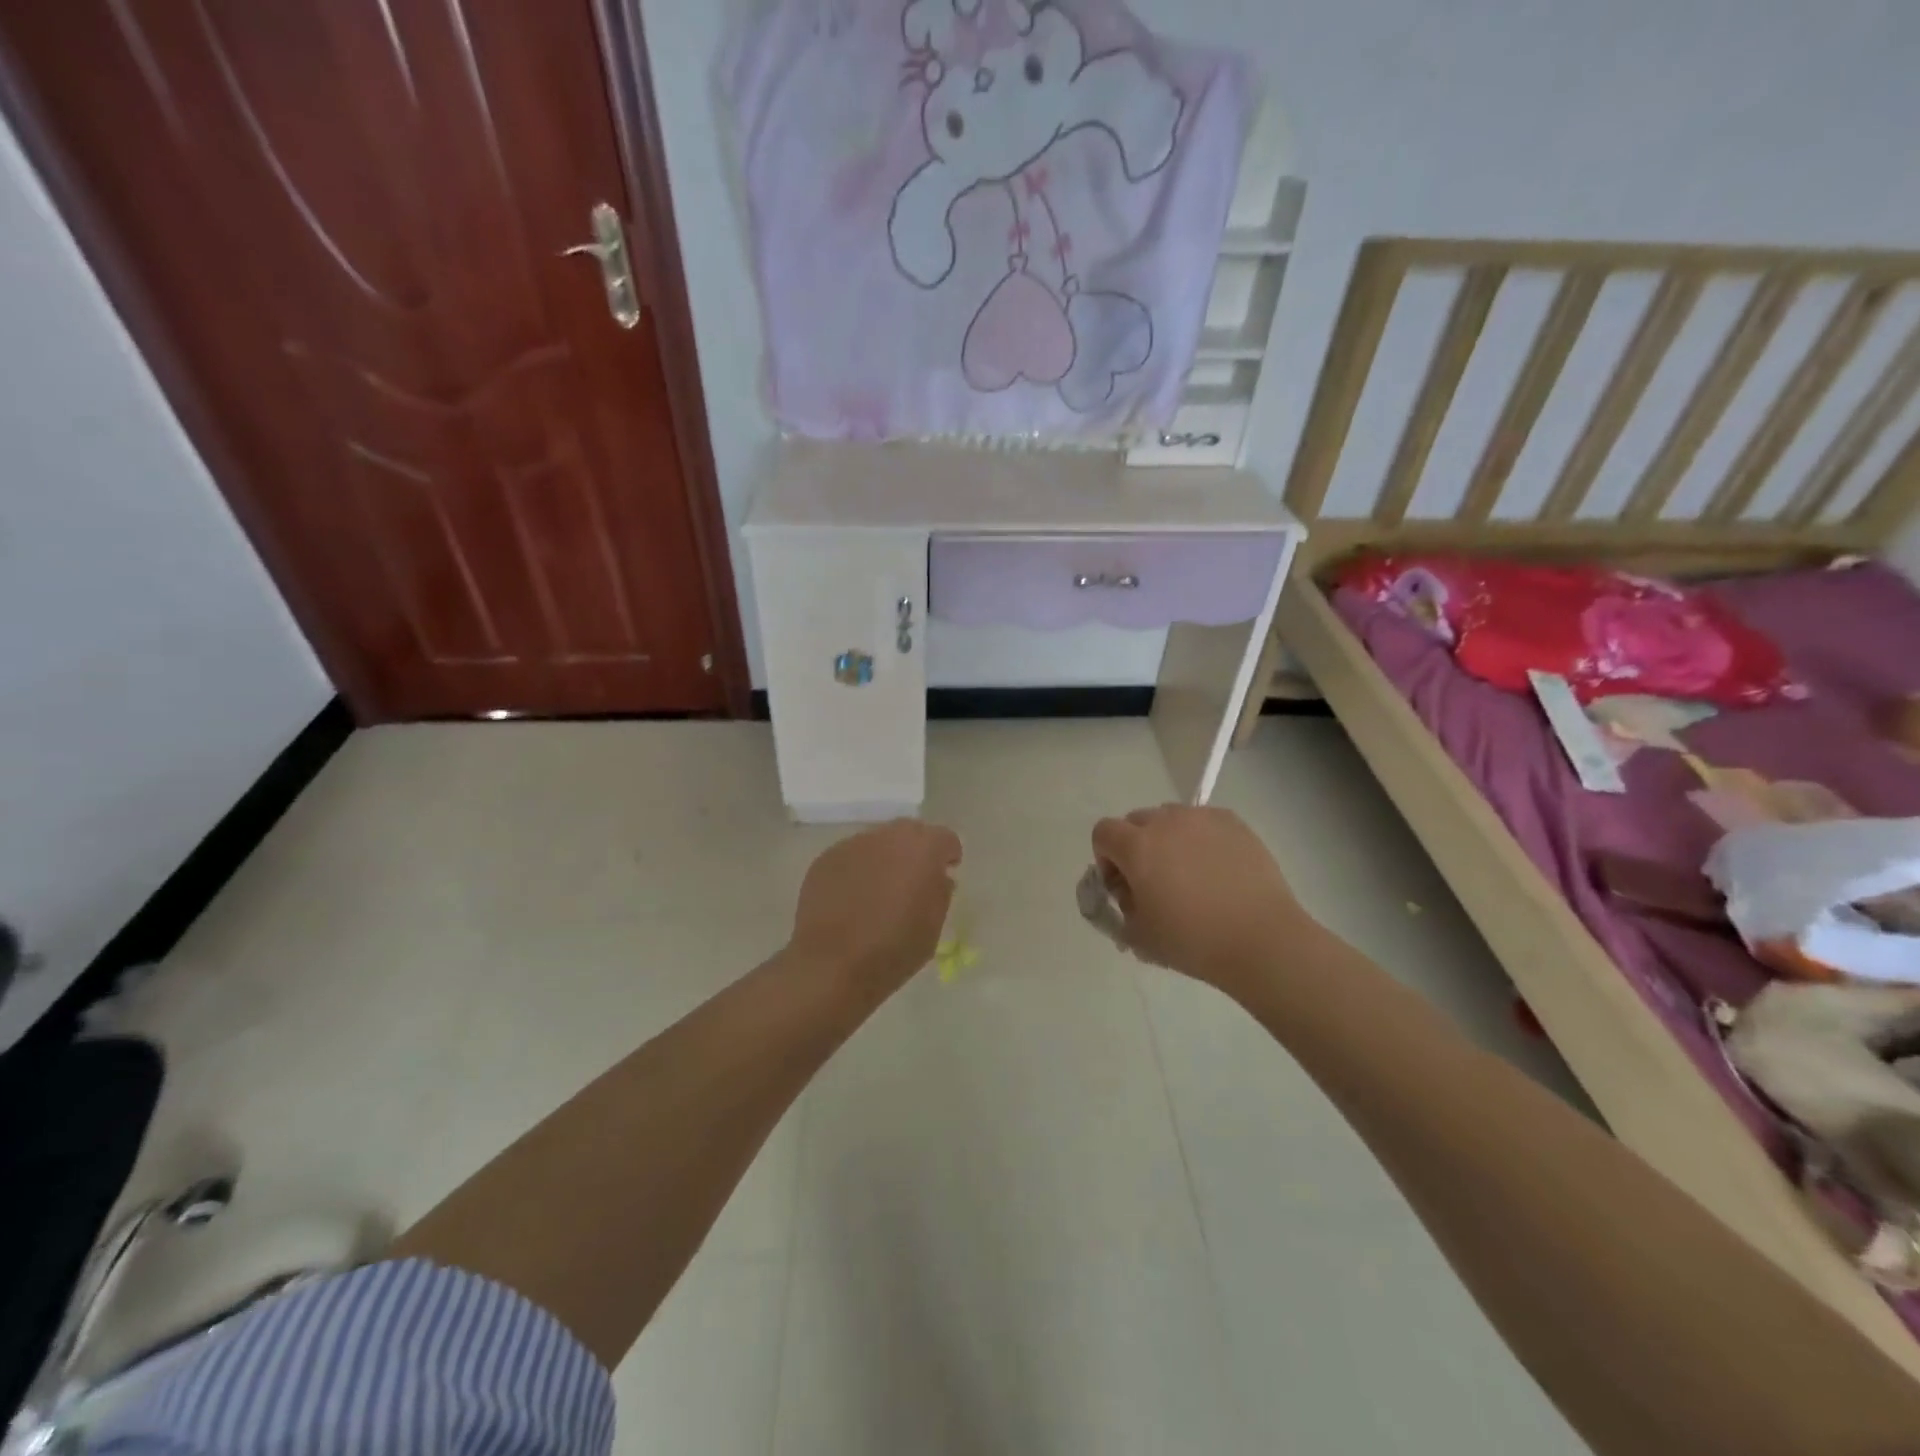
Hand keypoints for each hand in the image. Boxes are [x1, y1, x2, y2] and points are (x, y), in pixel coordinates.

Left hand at [790, 819, 961, 997]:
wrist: (832, 965)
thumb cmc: (894, 949)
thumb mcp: (934, 925)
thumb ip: (940, 891)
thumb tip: (937, 876)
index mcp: (923, 848)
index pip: (945, 838)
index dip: (948, 856)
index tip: (945, 875)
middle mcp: (887, 836)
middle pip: (910, 832)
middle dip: (916, 851)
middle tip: (913, 881)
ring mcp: (852, 845)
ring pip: (878, 843)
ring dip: (884, 859)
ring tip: (878, 892)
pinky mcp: (825, 859)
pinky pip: (851, 857)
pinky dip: (857, 870)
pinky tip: (852, 899)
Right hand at [1091, 805, 1321, 998]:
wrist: (1262, 940)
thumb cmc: (1194, 941)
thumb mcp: (1140, 935)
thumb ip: (1123, 908)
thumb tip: (1131, 894)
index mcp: (1137, 847)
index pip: (1103, 833)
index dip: (1106, 858)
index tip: (1123, 886)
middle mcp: (1166, 822)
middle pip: (1136, 821)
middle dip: (1135, 846)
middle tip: (1154, 881)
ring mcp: (1202, 819)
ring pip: (1171, 818)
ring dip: (1168, 839)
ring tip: (1189, 873)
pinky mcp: (1234, 823)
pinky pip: (1203, 822)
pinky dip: (1200, 839)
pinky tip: (1217, 870)